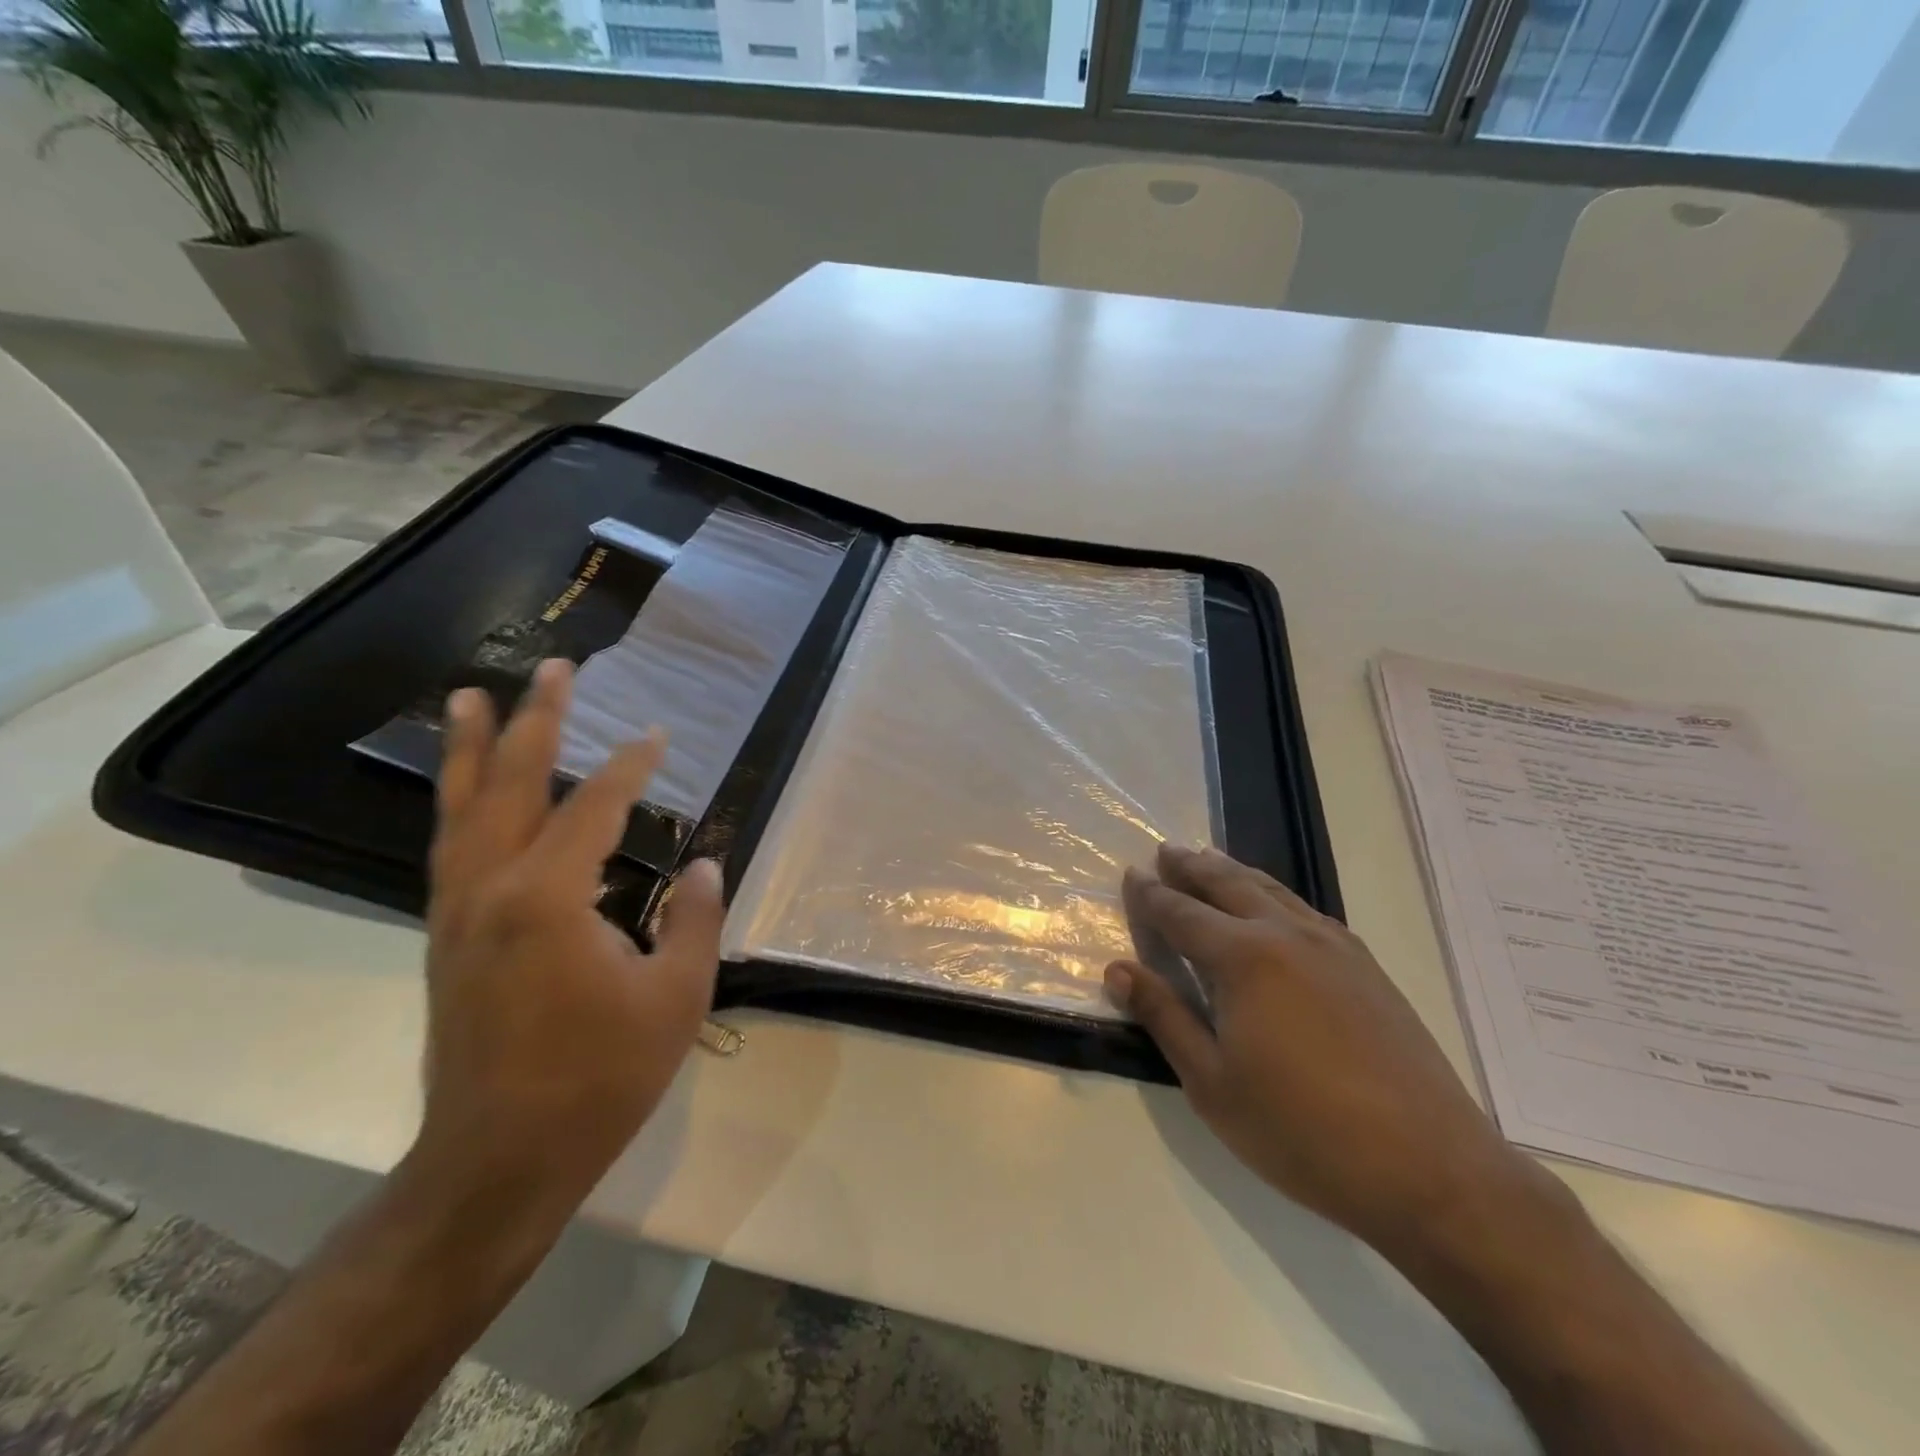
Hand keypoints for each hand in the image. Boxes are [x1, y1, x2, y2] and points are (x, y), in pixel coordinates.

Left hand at [418, 658, 722, 1201]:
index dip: (630, 765)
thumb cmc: (601, 1077)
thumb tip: (702, 862)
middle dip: (533, 720)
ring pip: (460, 810)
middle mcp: (490, 888)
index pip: (593, 806)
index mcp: (548, 897)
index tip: (658, 735)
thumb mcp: (677, 995)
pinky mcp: (448, 937)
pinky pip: (451, 847)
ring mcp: (458, 913)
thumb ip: (694, 917)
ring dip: (469, 750)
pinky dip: (459, 803)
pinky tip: (468, 793)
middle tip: (552, 669)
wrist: (499, 1159)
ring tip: (466, 698)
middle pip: (510, 784)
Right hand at [1109, 844, 1532, 1255]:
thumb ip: (1164, 1016)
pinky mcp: (1366, 966)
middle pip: (1228, 884)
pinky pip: (1306, 910)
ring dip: (1233, 872)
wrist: (1430, 1169)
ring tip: (1210, 860)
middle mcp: (1286, 935)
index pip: (1182, 913)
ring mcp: (1334, 947)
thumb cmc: (1302, 1131)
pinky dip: (1274, 895)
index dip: (1152, 894)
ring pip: (1272, 890)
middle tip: (1165, 851)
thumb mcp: (1212, 1083)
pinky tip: (1274, 906)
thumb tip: (1117, 969)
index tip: (1131, 874)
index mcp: (1243, 959)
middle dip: (1191, 866)